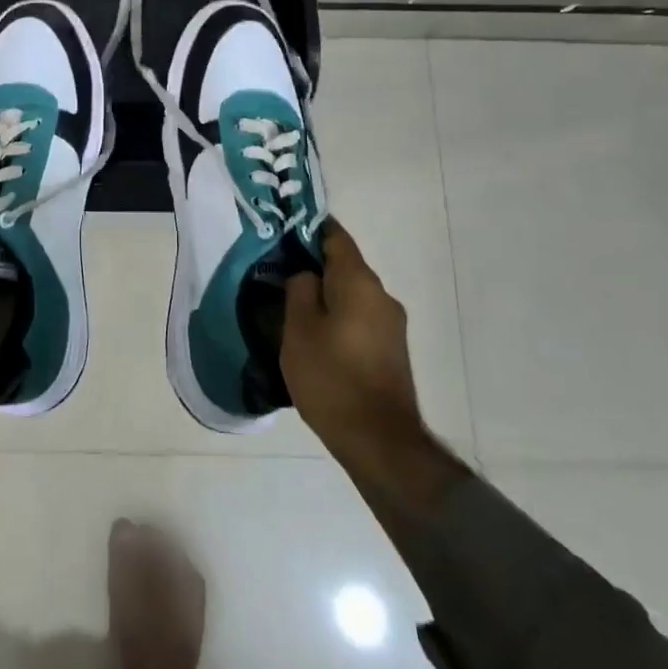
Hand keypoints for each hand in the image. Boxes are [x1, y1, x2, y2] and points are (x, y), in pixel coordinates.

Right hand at [282, 222, 424, 457]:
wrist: (379, 440)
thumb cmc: (331, 377)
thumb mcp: (299, 329)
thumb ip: (299, 290)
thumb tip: (305, 274)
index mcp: (359, 282)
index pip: (335, 236)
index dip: (309, 228)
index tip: (283, 231)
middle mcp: (381, 295)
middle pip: (344, 266)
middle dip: (312, 265)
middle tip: (276, 273)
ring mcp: (391, 324)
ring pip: (350, 294)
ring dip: (324, 294)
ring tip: (290, 307)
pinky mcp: (391, 349)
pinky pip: (359, 317)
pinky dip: (337, 316)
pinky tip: (315, 335)